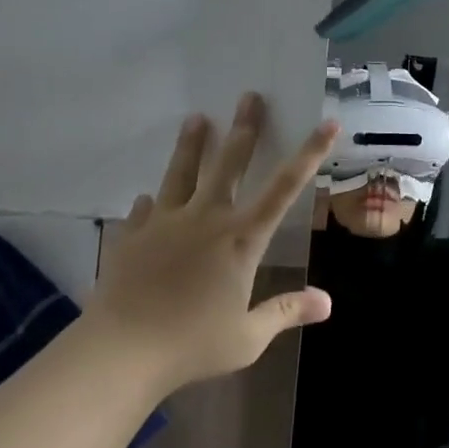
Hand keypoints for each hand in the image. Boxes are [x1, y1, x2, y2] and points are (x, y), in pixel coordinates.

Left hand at [89, 93, 338, 393]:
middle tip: (249, 96)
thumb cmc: (192, 344)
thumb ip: (287, 312)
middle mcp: (206, 220)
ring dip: (192, 145)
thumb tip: (327, 302)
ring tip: (195, 118)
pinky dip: (152, 202)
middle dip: (244, 128)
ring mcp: (165, 223)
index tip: (326, 124)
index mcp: (241, 240)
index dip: (309, 154)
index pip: (284, 188)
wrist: (120, 351)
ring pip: (182, 173)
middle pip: (229, 164)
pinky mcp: (133, 236)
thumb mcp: (248, 337)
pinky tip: (149, 198)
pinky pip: (145, 209)